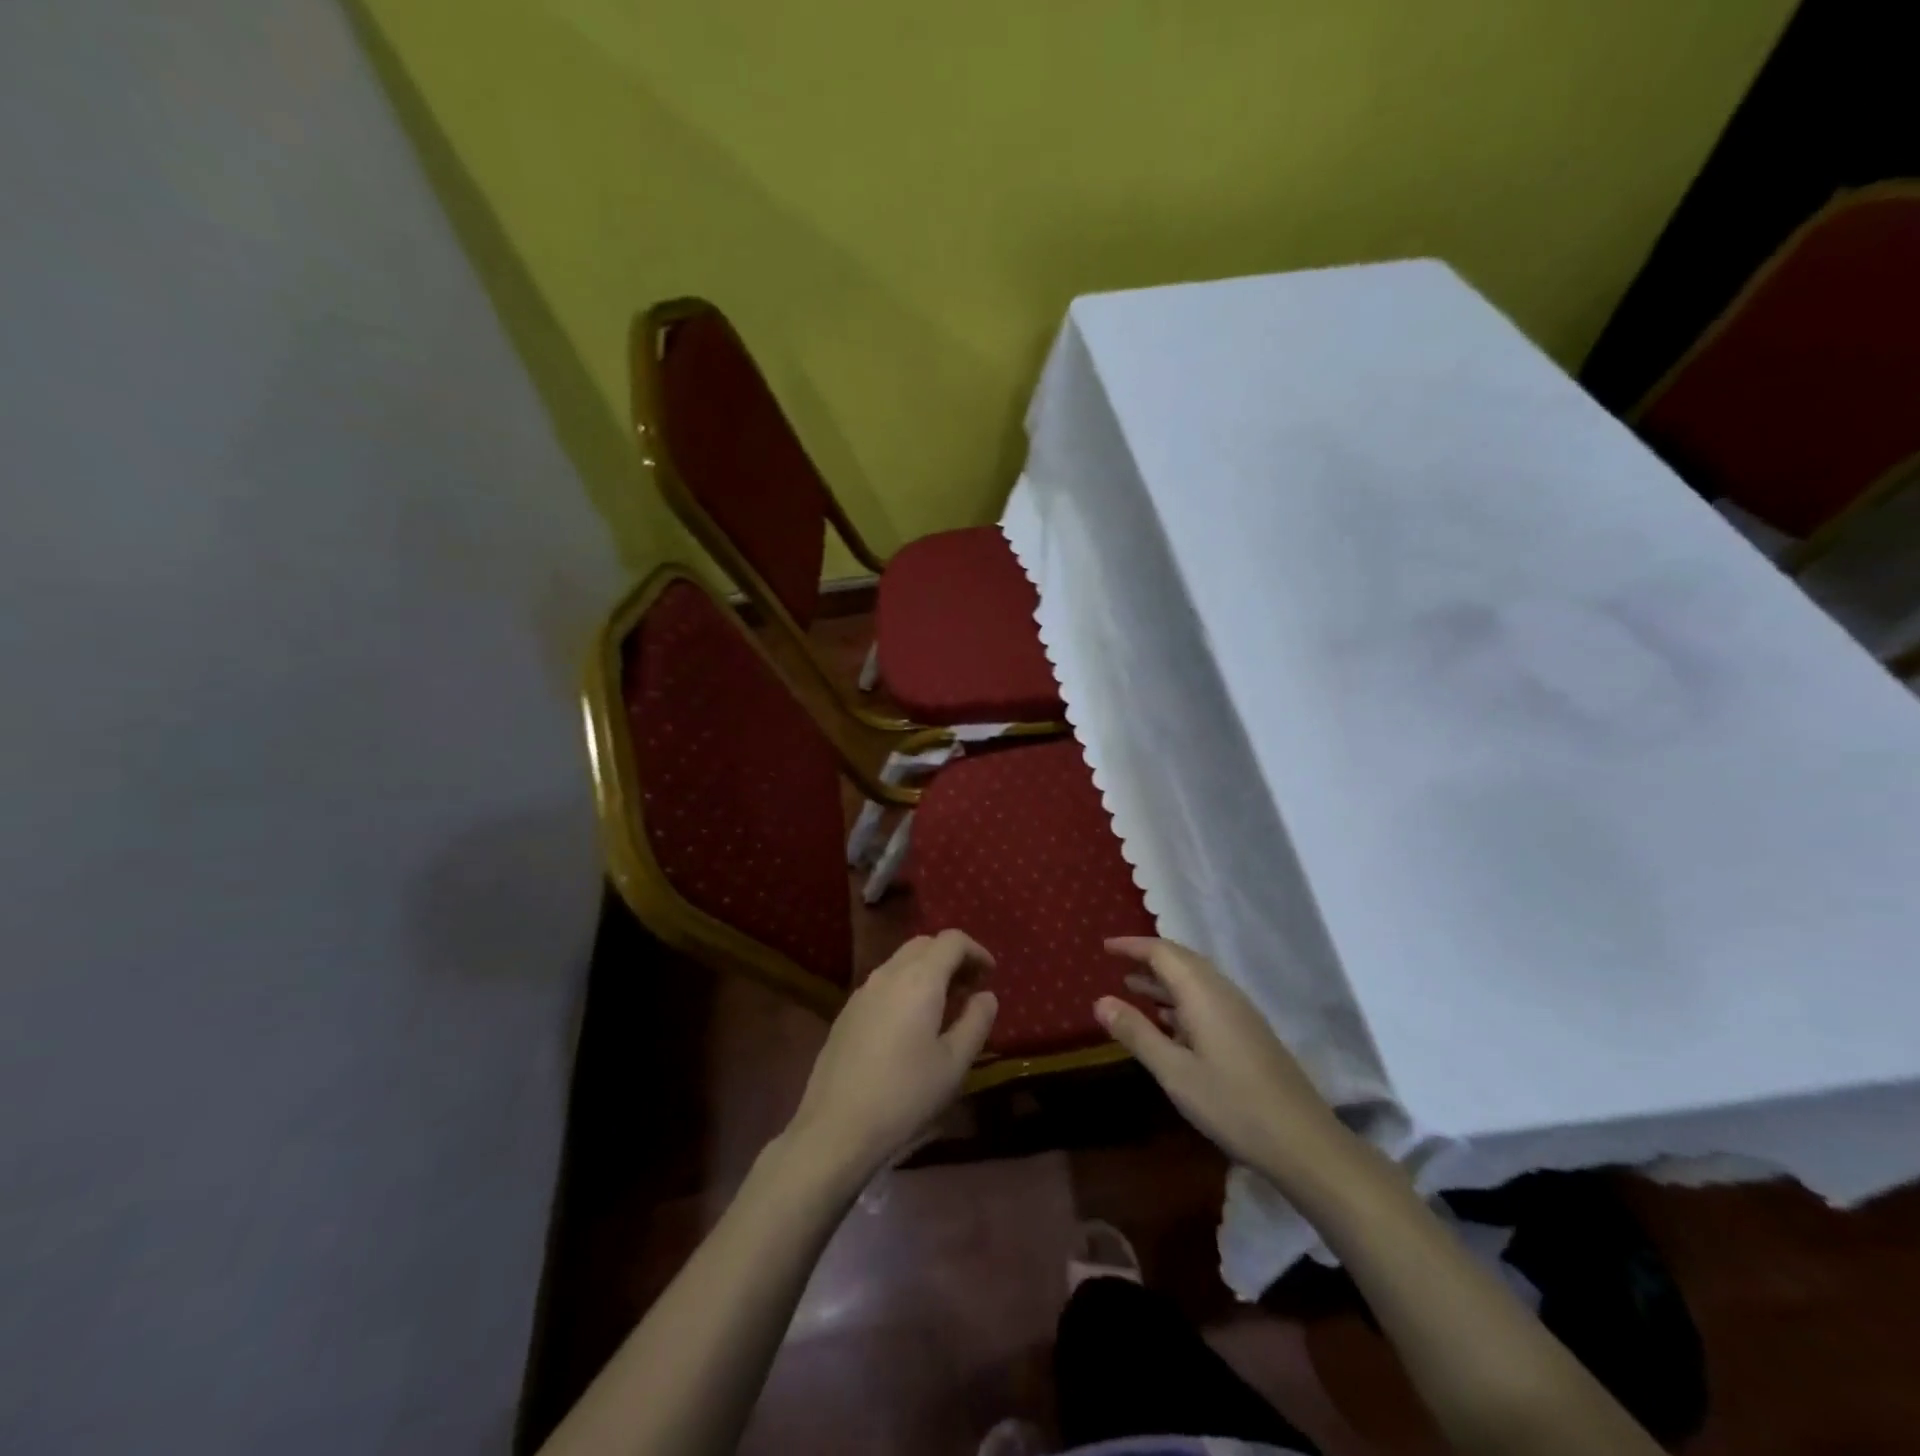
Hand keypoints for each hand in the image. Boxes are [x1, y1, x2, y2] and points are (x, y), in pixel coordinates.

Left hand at [785, 930, 997, 1184]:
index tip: (990, 974)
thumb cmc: (905, 1095)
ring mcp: (863, 990)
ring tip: (944, 1005)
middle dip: (952, 957)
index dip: (976, 950)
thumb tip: (986, 995)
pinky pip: (884, 982)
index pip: (952, 940)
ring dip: (927, 970)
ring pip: (901, 961)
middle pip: (925, 944)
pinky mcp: (847, 1011)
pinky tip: (910, 1022)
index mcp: (919, 979)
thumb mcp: (954, 1063)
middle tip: (970, 987)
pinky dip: (906, 985)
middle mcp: (889, 973)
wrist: (836, 1127)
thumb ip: (976, 1021)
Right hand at [1098, 938, 1356, 1194]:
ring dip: (1164, 979)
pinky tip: (1168, 1020)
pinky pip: (1207, 998)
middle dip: (1147, 957)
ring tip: (1133, 986)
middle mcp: (1222, 992)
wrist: (1303, 1141)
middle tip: (1117, 962)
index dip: (1132, 946)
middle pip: (1181, 959)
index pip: (1162, 952)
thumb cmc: (1232, 1104)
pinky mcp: (1249, 1031)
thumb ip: (1137, 1033)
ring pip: (1196, 979)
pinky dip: (1180, 997)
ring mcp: (1239, 1012)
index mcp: (1203, 993)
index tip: (1105, 947)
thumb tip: (1100, 1001)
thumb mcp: (1174, 1072)